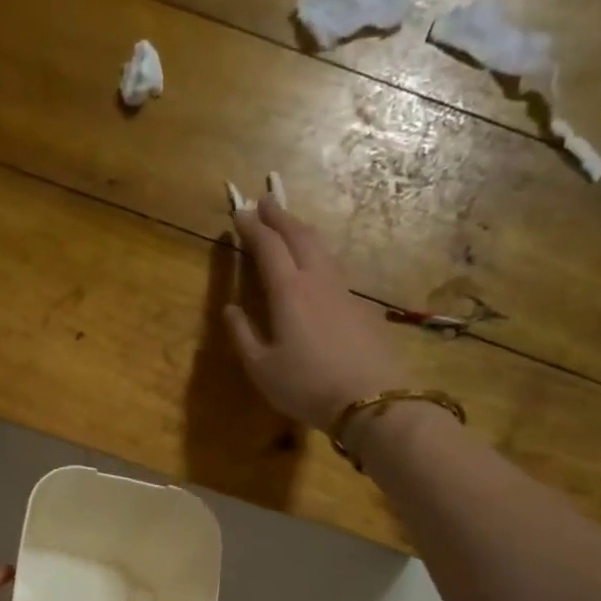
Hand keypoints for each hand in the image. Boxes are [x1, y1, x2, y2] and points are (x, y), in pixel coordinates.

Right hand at [226, 197, 406, 430]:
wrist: (370, 399)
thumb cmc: (306, 385)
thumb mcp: (261, 368)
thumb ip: (242, 335)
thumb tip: (230, 309)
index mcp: (288, 291)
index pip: (267, 247)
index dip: (252, 227)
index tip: (239, 212)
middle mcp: (317, 280)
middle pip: (299, 236)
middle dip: (280, 216)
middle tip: (265, 202)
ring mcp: (344, 291)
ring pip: (322, 249)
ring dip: (302, 232)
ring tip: (290, 228)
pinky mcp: (361, 306)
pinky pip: (335, 269)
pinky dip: (319, 257)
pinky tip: (316, 269)